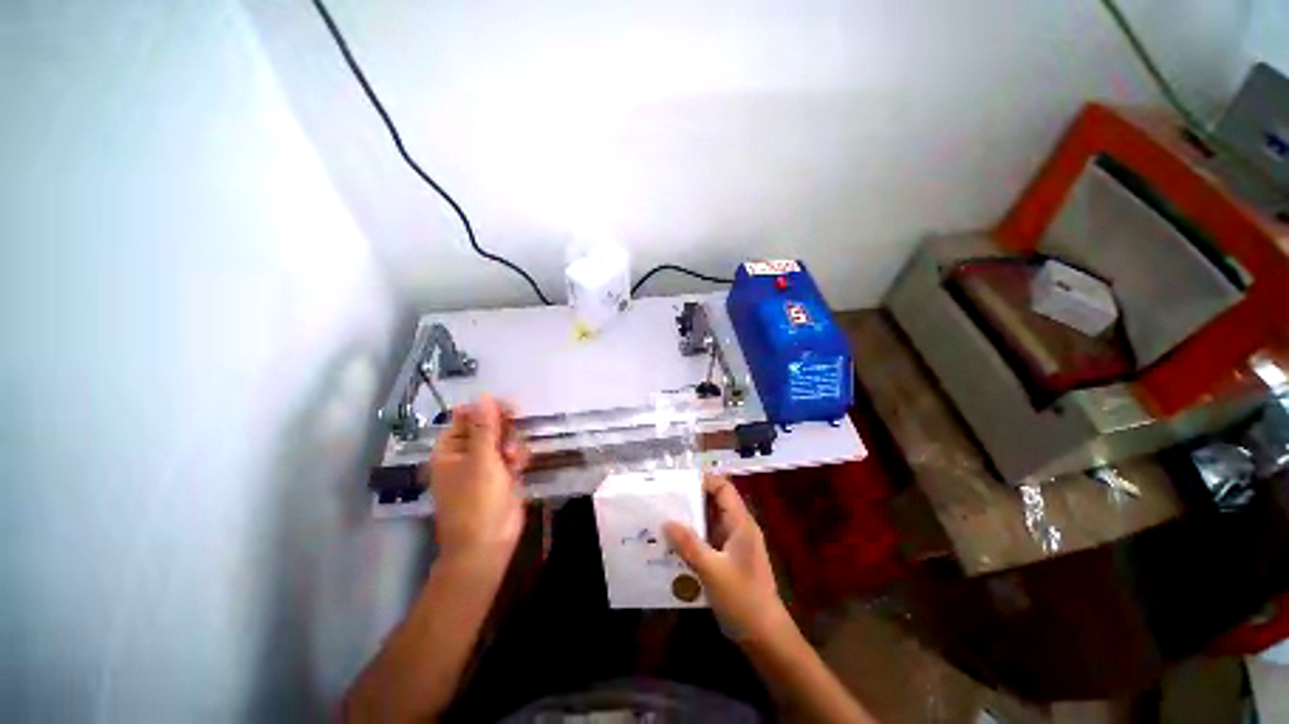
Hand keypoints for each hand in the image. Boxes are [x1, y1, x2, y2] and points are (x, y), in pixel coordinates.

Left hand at [422, 394, 529, 566]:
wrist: (488, 543)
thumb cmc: (477, 501)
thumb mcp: (481, 460)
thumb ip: (485, 427)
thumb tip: (484, 396)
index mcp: (450, 449)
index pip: (467, 417)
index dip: (487, 409)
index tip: (509, 409)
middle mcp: (466, 454)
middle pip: (488, 426)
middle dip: (503, 430)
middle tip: (511, 437)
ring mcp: (485, 465)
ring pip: (504, 439)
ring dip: (512, 445)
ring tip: (513, 460)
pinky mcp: (502, 475)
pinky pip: (512, 454)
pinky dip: (517, 457)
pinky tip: (520, 467)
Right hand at [664, 474, 790, 643]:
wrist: (765, 637)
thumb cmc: (743, 599)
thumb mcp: (712, 570)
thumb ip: (689, 545)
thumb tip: (666, 522)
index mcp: (740, 523)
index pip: (724, 488)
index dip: (704, 480)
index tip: (679, 482)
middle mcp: (738, 529)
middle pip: (715, 503)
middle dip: (691, 500)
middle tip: (665, 500)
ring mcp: (734, 545)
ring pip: (710, 522)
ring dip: (690, 521)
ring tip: (664, 519)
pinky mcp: (728, 560)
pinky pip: (708, 540)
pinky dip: (693, 539)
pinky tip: (674, 546)